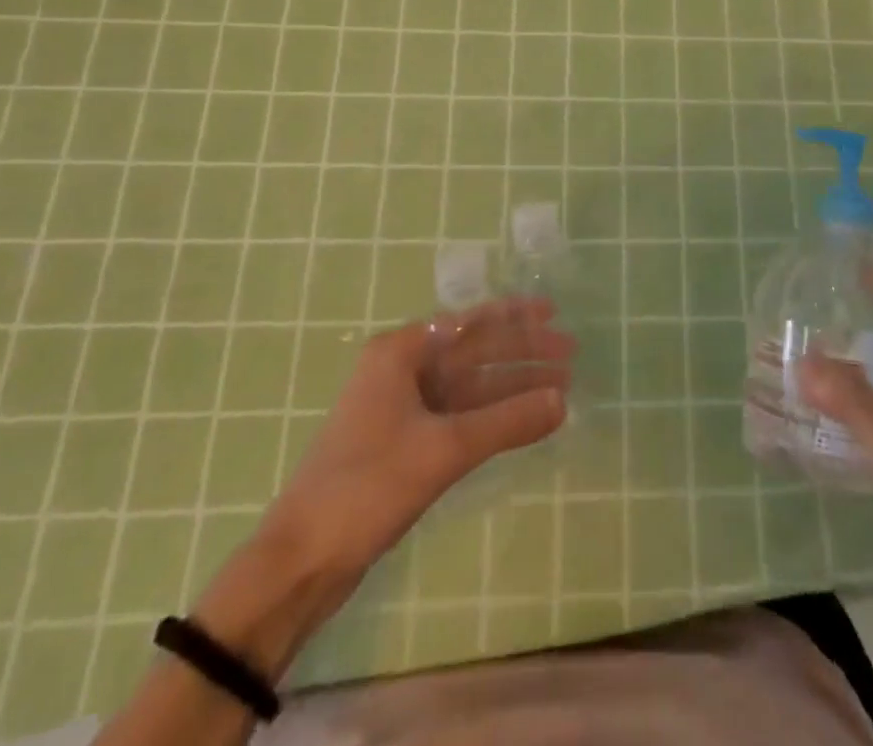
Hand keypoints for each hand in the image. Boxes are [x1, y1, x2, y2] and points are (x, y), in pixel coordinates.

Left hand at [266, 295, 575, 574]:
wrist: (302, 560)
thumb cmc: (367, 486)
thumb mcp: (444, 450)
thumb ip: (507, 422)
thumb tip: (563, 402)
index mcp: (399, 352)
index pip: (469, 322)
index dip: (515, 317)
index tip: (553, 313)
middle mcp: (401, 370)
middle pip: (473, 352)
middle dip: (521, 353)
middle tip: (570, 353)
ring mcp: (402, 407)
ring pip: (470, 386)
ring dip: (512, 387)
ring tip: (560, 388)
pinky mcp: (406, 442)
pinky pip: (461, 416)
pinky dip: (493, 417)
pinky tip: (524, 420)